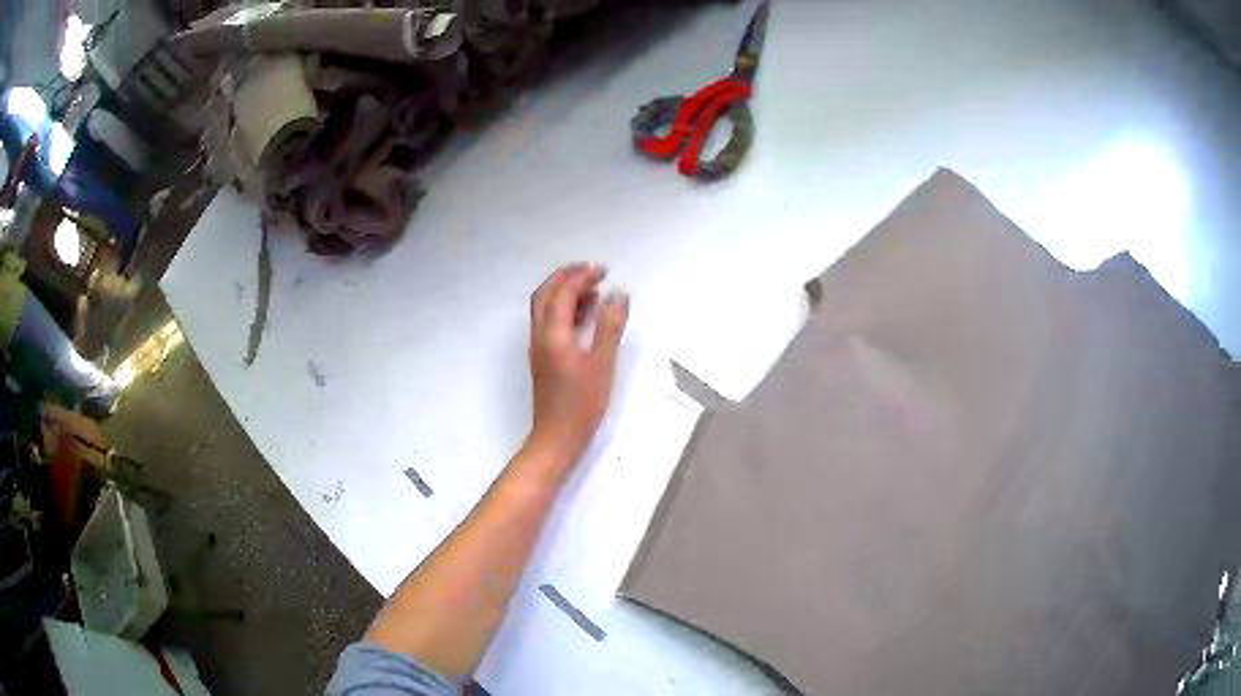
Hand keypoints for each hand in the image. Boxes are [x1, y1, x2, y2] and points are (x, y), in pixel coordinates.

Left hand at [527, 263, 628, 468]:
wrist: (556, 438)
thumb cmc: (580, 404)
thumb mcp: (602, 364)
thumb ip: (610, 327)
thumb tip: (619, 294)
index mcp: (552, 334)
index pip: (563, 293)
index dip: (581, 277)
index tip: (603, 270)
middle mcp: (540, 335)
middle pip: (545, 294)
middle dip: (566, 277)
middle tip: (592, 272)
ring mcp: (539, 348)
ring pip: (545, 308)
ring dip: (565, 293)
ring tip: (594, 291)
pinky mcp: (544, 359)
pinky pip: (550, 323)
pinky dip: (565, 310)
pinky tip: (586, 318)